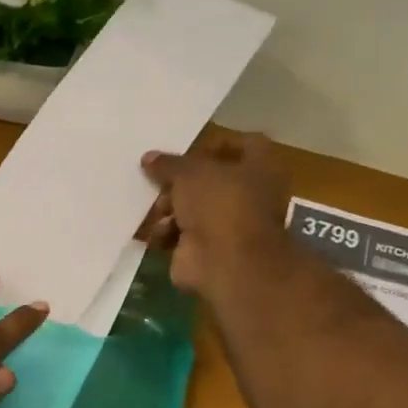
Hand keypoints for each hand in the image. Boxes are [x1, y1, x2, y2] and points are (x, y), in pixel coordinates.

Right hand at [142, 133, 289, 295]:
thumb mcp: (189, 173)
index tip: (188, 149)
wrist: (226, 263)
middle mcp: (246, 196)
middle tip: (158, 180)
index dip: (217, 144)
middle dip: (179, 182)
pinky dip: (165, 233)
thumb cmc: (219, 204)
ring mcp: (227, 226)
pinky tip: (154, 232)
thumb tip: (149, 158)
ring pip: (191, 208)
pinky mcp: (206, 250)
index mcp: (258, 169)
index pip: (245, 145)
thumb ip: (168, 164)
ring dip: (168, 208)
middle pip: (209, 180)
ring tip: (155, 209)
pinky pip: (179, 234)